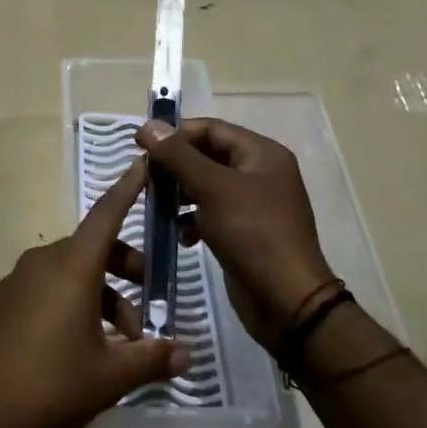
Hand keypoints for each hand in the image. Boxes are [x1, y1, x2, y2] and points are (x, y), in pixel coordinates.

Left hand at [0, 158, 190, 427]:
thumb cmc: (50, 386)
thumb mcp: (109, 376)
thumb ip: (150, 359)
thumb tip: (185, 354)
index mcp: (71, 267)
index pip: (107, 214)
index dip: (128, 189)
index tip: (143, 162)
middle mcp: (42, 263)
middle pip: (93, 250)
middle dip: (125, 271)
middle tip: (147, 307)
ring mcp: (16, 282)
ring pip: (70, 273)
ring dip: (100, 297)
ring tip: (118, 344)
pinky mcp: (0, 304)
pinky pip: (45, 289)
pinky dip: (70, 304)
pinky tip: (79, 348)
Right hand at [136, 118, 336, 353]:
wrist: (286, 301)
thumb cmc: (253, 233)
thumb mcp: (213, 188)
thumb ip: (179, 156)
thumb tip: (149, 125)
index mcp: (262, 153)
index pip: (211, 129)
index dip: (176, 133)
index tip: (140, 145)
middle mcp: (260, 173)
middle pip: (208, 155)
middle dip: (175, 165)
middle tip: (144, 176)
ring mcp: (254, 204)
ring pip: (207, 186)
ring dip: (180, 194)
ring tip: (155, 205)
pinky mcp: (245, 232)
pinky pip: (212, 214)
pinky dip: (192, 220)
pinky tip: (180, 235)